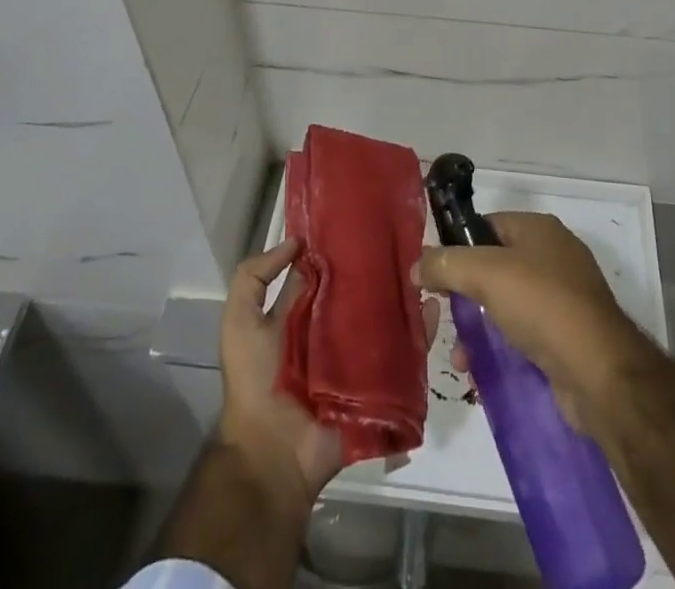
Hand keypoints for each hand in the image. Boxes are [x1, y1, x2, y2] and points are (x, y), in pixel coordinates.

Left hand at [217, 238, 440, 507]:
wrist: (272, 455)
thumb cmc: (255, 381)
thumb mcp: (239, 322)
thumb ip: (254, 277)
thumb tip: (296, 241)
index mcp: (303, 312)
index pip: (328, 271)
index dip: (343, 246)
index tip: (368, 218)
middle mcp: (333, 329)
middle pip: (362, 292)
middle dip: (382, 269)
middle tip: (408, 240)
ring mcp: (358, 356)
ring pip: (388, 318)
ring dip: (406, 297)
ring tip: (427, 269)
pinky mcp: (378, 383)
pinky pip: (405, 355)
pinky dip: (421, 334)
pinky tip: (435, 309)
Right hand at [414, 211, 650, 430]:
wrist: (600, 373)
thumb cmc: (542, 305)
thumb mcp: (485, 274)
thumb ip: (446, 264)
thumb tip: (417, 263)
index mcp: (539, 229)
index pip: (487, 225)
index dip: (458, 246)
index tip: (433, 274)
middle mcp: (553, 256)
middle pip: (494, 266)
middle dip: (464, 293)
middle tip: (441, 317)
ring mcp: (563, 297)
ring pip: (506, 303)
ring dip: (478, 326)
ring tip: (459, 357)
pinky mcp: (567, 336)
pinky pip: (522, 333)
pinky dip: (499, 347)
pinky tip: (480, 371)